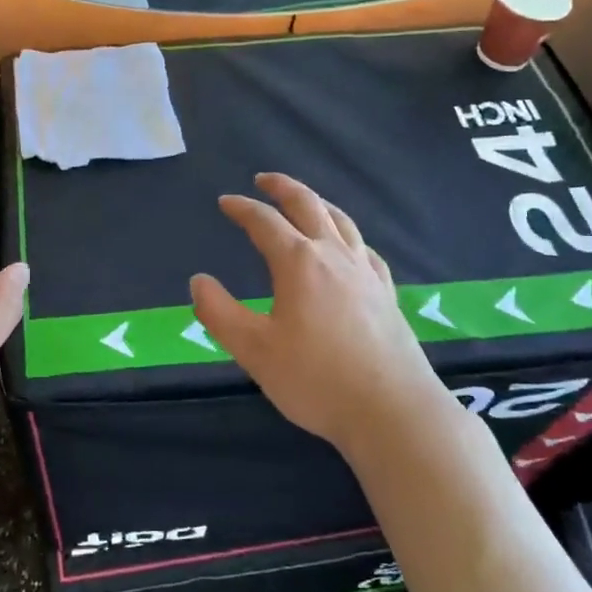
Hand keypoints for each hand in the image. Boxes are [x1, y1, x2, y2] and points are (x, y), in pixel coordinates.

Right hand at [189, 173, 443, 454]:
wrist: (392, 411)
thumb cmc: (316, 379)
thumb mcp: (254, 350)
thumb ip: (219, 313)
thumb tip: (198, 281)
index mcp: (298, 262)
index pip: (264, 221)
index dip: (242, 208)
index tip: (225, 202)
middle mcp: (334, 256)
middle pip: (308, 205)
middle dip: (283, 187)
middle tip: (264, 180)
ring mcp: (365, 272)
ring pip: (341, 221)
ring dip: (318, 202)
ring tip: (305, 200)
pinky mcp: (386, 293)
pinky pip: (365, 249)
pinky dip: (348, 236)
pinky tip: (349, 247)